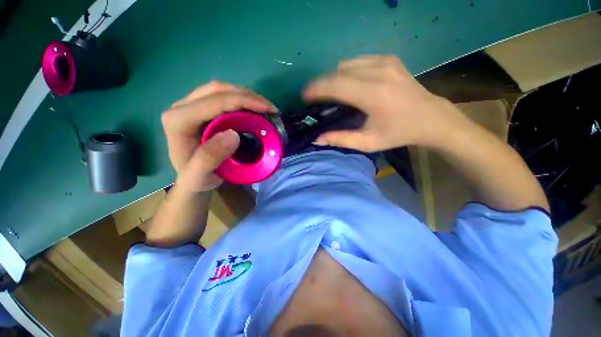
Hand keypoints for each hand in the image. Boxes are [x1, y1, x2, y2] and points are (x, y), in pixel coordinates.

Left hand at [161, 81, 276, 191]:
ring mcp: (190, 105)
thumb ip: (210, 158)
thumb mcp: (199, 177)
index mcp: (178, 121)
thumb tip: (233, 134)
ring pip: (221, 89)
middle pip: (218, 90)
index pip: (215, 102)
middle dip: (248, 96)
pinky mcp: (199, 108)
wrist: (192, 179)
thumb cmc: (197, 180)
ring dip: (246, 96)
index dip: (244, 101)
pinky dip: (241, 100)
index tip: (268, 109)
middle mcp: (181, 107)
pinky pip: (222, 96)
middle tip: (271, 109)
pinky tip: (253, 109)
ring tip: (265, 109)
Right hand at [303, 55, 467, 151]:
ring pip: (346, 65)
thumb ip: (341, 139)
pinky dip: (347, 72)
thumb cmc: (398, 133)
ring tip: (331, 93)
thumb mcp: (368, 142)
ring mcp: (385, 61)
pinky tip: (349, 84)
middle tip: (315, 97)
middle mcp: (379, 72)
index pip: (336, 85)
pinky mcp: (389, 58)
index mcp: (374, 94)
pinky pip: (358, 61)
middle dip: (322, 84)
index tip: (304, 95)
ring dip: (334, 78)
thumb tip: (318, 139)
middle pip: (338, 72)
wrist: (431, 118)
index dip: (316, 89)